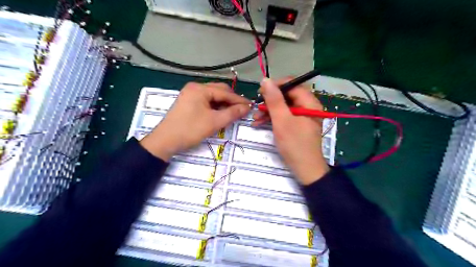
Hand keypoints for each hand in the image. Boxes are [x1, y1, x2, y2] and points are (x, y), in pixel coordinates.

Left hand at [141, 82, 252, 160]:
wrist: (165, 141)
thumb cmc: (190, 130)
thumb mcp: (214, 122)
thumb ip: (232, 113)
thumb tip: (247, 108)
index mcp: (200, 89)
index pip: (225, 92)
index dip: (239, 100)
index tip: (251, 106)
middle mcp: (195, 87)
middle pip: (219, 91)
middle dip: (231, 100)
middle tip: (242, 110)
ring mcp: (190, 94)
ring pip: (213, 96)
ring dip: (224, 103)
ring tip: (233, 112)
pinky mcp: (188, 102)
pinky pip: (206, 101)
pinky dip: (215, 106)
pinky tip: (221, 113)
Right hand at [252, 78, 330, 184]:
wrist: (305, 170)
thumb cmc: (295, 144)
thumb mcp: (282, 121)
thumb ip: (274, 100)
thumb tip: (266, 80)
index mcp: (309, 103)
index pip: (293, 85)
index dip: (276, 85)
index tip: (260, 91)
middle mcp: (308, 107)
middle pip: (287, 96)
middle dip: (270, 101)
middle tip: (257, 106)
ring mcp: (302, 117)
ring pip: (284, 107)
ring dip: (269, 111)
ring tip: (255, 118)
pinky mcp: (297, 125)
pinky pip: (284, 117)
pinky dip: (273, 119)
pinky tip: (260, 123)